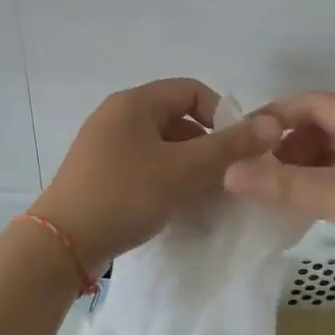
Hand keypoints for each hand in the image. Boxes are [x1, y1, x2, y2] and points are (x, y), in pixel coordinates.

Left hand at [33, 79, 281, 271]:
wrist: (62, 243)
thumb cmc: (125, 195)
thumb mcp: (184, 170)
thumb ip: (230, 147)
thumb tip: (272, 124)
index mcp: (134, 103)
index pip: (191, 90)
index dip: (221, 114)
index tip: (237, 148)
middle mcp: (116, 116)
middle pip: (176, 118)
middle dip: (206, 144)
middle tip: (224, 176)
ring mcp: (104, 145)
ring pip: (161, 145)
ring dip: (187, 164)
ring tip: (203, 194)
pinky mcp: (99, 172)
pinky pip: (143, 164)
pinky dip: (165, 177)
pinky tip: (175, 204)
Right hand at [221, 91, 334, 290]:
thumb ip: (283, 185)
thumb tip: (229, 172)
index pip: (311, 102)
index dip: (275, 115)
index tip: (244, 139)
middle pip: (322, 126)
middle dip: (288, 145)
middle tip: (259, 172)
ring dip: (305, 168)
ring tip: (278, 193)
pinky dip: (325, 186)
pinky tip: (312, 209)